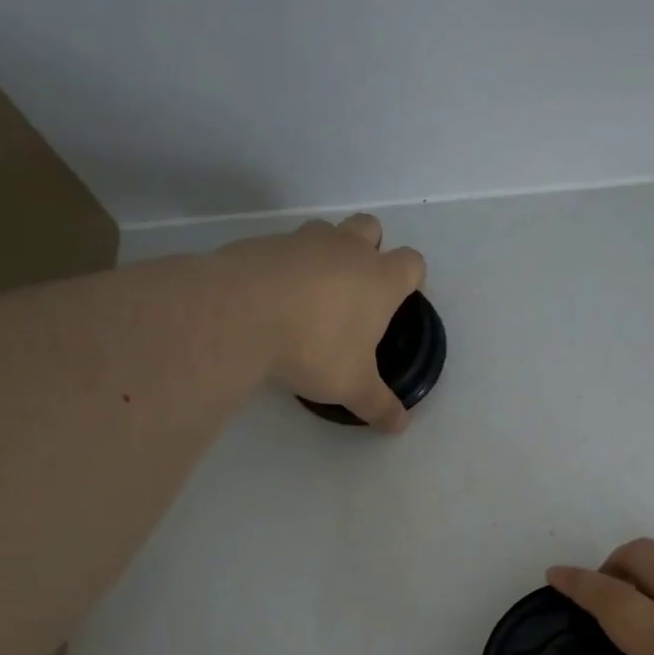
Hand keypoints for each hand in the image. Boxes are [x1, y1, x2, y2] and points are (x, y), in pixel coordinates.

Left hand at [218, 213, 426, 430]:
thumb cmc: (314, 347)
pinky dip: (285, 266)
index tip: (401, 299)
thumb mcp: (352, 386)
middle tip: (357, 289)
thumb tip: (399, 426)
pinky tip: (272, 299)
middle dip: (370, 249)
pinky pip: (284, 248)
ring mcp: (303, 241)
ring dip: (326, 253)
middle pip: (371, 228)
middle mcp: (347, 250)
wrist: (240, 314)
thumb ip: (378, 405)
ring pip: (326, 230)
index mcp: (380, 279)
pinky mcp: (263, 244)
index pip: (412, 263)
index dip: (412, 279)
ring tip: (312, 293)